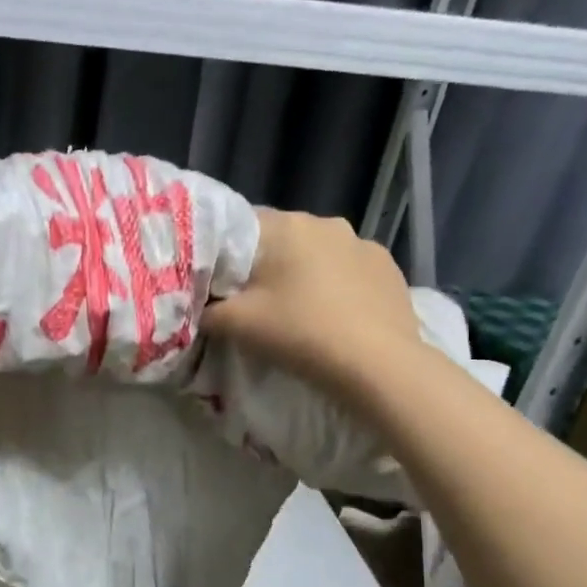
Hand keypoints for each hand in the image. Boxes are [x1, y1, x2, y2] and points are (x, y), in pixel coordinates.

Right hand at [204, 208, 422, 393]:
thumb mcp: (234, 324)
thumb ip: (205, 310)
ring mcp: (363, 243)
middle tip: (254, 302)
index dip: (224, 254)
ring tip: (298, 310)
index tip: (217, 283)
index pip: (239, 225)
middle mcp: (326, 222)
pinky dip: (336, 286)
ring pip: (317, 253)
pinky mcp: (389, 267)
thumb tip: (197, 306)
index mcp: (286, 226)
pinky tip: (334, 316)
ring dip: (304, 274)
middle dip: (265, 265)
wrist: (376, 364)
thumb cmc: (299, 333)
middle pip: (281, 239)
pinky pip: (349, 270)